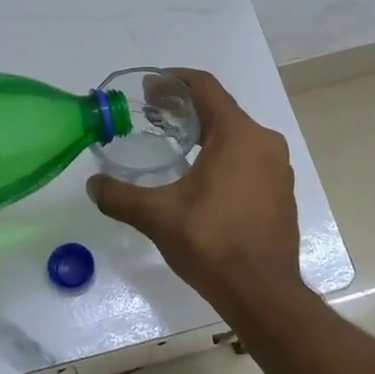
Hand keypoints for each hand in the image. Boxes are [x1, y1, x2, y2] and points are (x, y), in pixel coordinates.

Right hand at [86, 69, 301, 312]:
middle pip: (221, 110)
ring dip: (206, 134)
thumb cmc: (212, 243)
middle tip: (153, 118)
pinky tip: (201, 179)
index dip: (174, 81)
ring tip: (174, 146)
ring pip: (237, 136)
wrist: (262, 292)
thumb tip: (93, 185)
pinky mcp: (281, 192)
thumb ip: (120, 196)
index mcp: (239, 135)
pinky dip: (224, 157)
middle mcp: (265, 142)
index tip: (149, 89)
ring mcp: (278, 168)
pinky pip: (249, 160)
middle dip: (186, 109)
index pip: (205, 88)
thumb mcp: (158, 217)